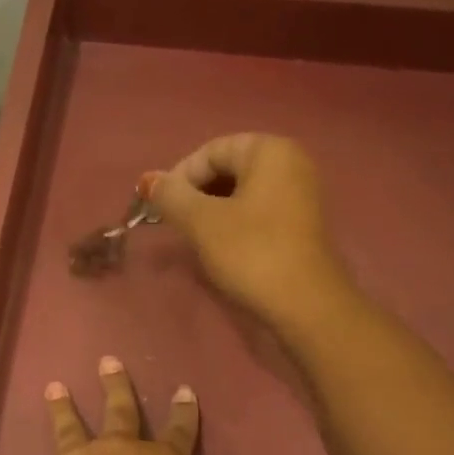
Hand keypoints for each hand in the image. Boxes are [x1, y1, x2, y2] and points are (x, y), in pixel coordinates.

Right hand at [143, 133, 350, 328]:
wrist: (304, 304)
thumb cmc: (251, 253)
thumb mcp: (202, 222)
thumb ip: (171, 196)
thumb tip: (148, 180)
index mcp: (269, 150)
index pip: (211, 151)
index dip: (179, 178)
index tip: (161, 210)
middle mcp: (290, 163)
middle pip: (227, 169)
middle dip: (196, 195)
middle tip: (175, 225)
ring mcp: (300, 194)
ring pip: (241, 193)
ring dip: (211, 211)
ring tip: (194, 238)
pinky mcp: (300, 224)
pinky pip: (257, 211)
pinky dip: (233, 223)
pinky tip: (221, 248)